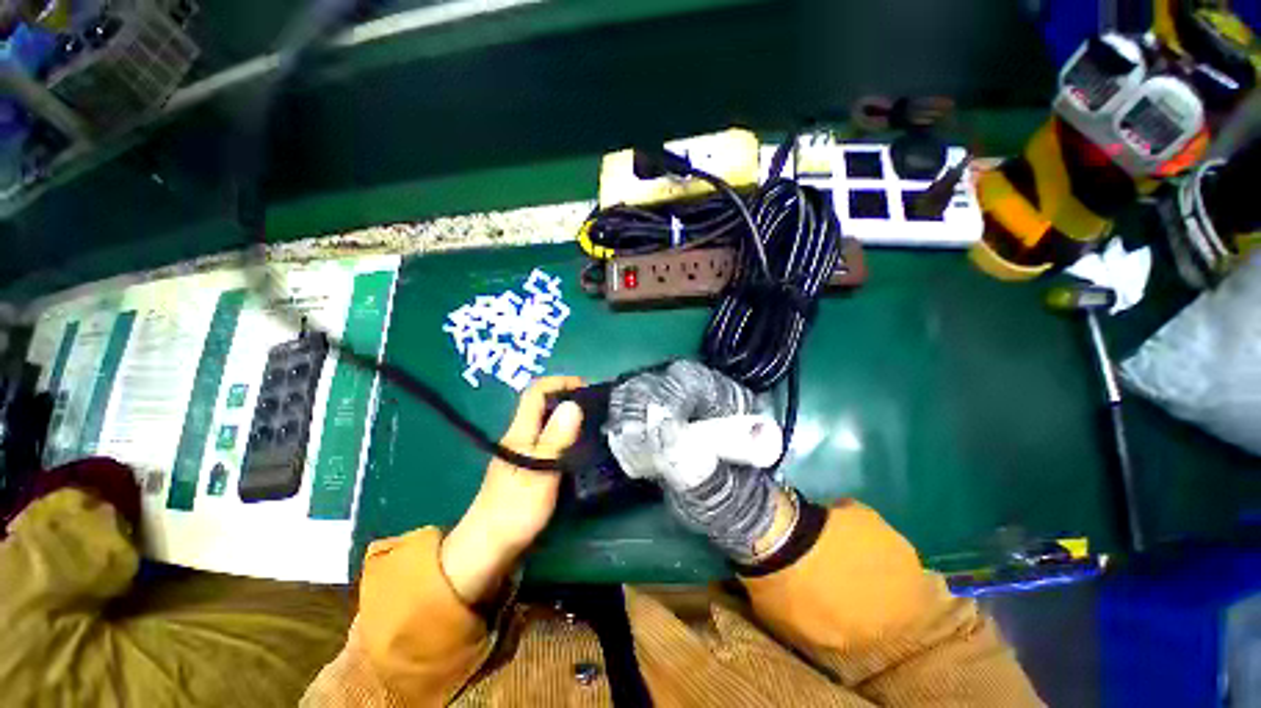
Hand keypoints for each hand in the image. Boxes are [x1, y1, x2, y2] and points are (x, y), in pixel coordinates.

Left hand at [440, 377, 583, 604]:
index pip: (535, 392)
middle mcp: (519, 436)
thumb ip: (555, 440)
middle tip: (597, 406)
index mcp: (519, 433)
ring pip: (546, 421)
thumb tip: (573, 405)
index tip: (586, 387)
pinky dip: (566, 433)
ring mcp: (522, 452)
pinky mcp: (528, 466)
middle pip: (542, 404)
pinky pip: (549, 438)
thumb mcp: (538, 475)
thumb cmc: (513, 512)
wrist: (487, 551)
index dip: (560, 382)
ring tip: (595, 422)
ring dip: (569, 415)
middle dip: (569, 397)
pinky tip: (581, 444)